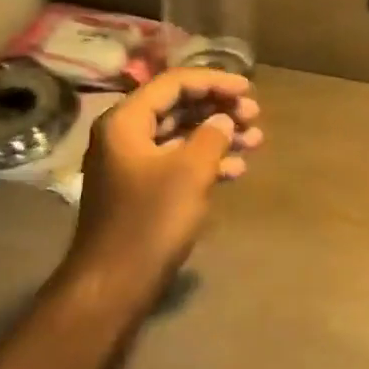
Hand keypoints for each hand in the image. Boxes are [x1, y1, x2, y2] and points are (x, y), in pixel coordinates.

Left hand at [61, 68, 263, 310]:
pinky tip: (237, 171)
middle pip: (177, 107)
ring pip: (180, 136)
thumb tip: (222, 120)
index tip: (249, 90)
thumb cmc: (150, 221)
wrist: (112, 287)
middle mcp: (124, 135)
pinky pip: (176, 162)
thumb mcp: (189, 172)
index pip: (174, 83)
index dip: (214, 82)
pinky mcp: (140, 191)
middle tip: (254, 116)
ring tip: (256, 140)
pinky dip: (205, 162)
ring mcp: (131, 164)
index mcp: (126, 121)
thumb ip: (211, 136)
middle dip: (219, 109)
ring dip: (218, 136)